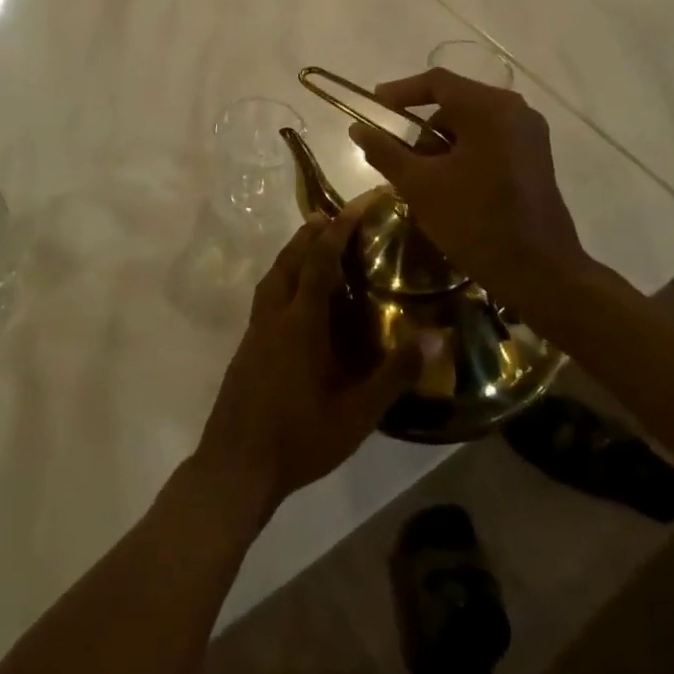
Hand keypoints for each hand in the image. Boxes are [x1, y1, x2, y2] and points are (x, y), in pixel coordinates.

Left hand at [192, 197, 426, 525]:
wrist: (235, 466)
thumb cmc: (299, 438)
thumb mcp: (357, 413)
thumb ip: (396, 374)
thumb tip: (438, 336)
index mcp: (300, 323)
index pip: (319, 262)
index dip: (338, 231)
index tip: (355, 206)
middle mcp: (274, 316)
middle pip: (289, 260)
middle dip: (310, 234)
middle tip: (333, 218)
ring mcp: (255, 331)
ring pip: (272, 277)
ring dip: (292, 254)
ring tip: (313, 247)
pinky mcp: (246, 348)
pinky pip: (266, 296)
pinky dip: (283, 279)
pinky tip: (296, 301)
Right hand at [347, 67, 599, 297]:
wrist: (540, 273)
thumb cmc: (476, 222)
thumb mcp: (420, 185)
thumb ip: (385, 151)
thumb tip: (357, 128)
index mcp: (489, 108)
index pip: (437, 82)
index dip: (400, 91)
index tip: (374, 106)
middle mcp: (515, 111)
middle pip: (455, 102)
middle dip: (422, 126)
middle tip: (397, 154)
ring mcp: (530, 134)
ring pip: (472, 123)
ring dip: (442, 143)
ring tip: (422, 178)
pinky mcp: (535, 158)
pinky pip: (490, 140)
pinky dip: (464, 153)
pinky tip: (449, 185)